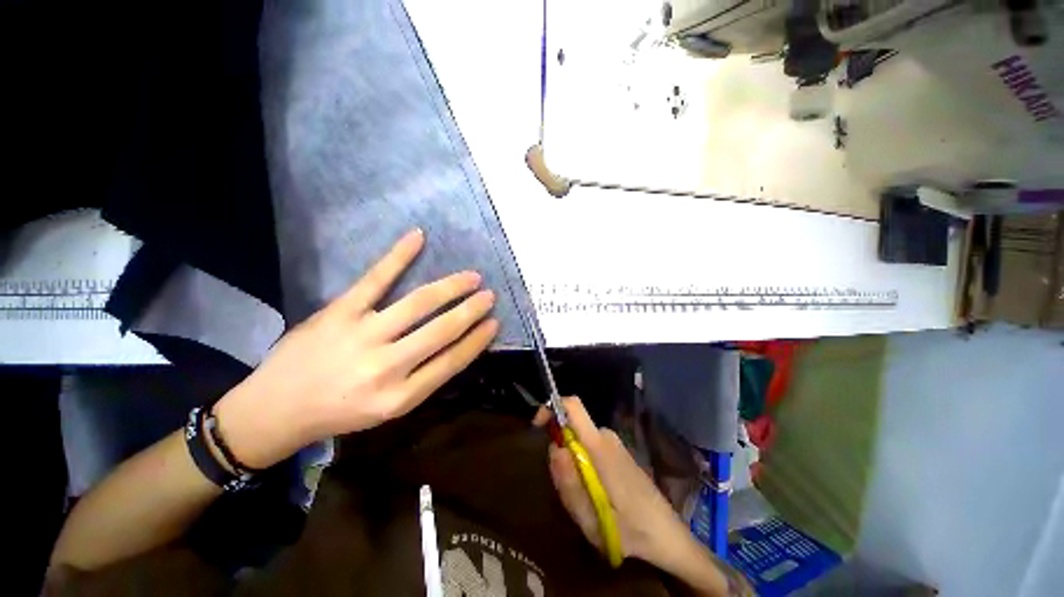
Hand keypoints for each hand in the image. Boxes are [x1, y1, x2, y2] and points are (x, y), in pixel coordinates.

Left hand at [215, 229, 498, 468]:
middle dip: (471, 310)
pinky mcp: (339, 312)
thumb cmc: (339, 413)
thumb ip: (423, 379)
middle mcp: (386, 367)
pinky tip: (418, 237)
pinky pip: (375, 279)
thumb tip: (457, 344)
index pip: (452, 361)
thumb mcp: (388, 409)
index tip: (495, 323)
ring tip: (471, 276)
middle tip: (489, 295)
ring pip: (419, 302)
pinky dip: (399, 256)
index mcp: (400, 397)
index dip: (478, 340)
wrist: (275, 409)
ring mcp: (362, 335)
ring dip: (451, 286)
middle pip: (441, 330)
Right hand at [534, 397, 689, 567]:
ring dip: (573, 466)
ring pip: (579, 442)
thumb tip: (553, 448)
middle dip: (561, 453)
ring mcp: (613, 443)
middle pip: (572, 429)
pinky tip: (596, 496)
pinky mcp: (617, 452)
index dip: (552, 408)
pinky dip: (583, 467)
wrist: (667, 535)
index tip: (537, 426)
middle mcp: (606, 436)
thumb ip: (569, 482)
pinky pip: (590, 449)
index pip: (573, 406)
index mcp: (599, 445)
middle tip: (567, 491)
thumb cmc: (631, 530)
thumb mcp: (592, 518)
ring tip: (585, 501)